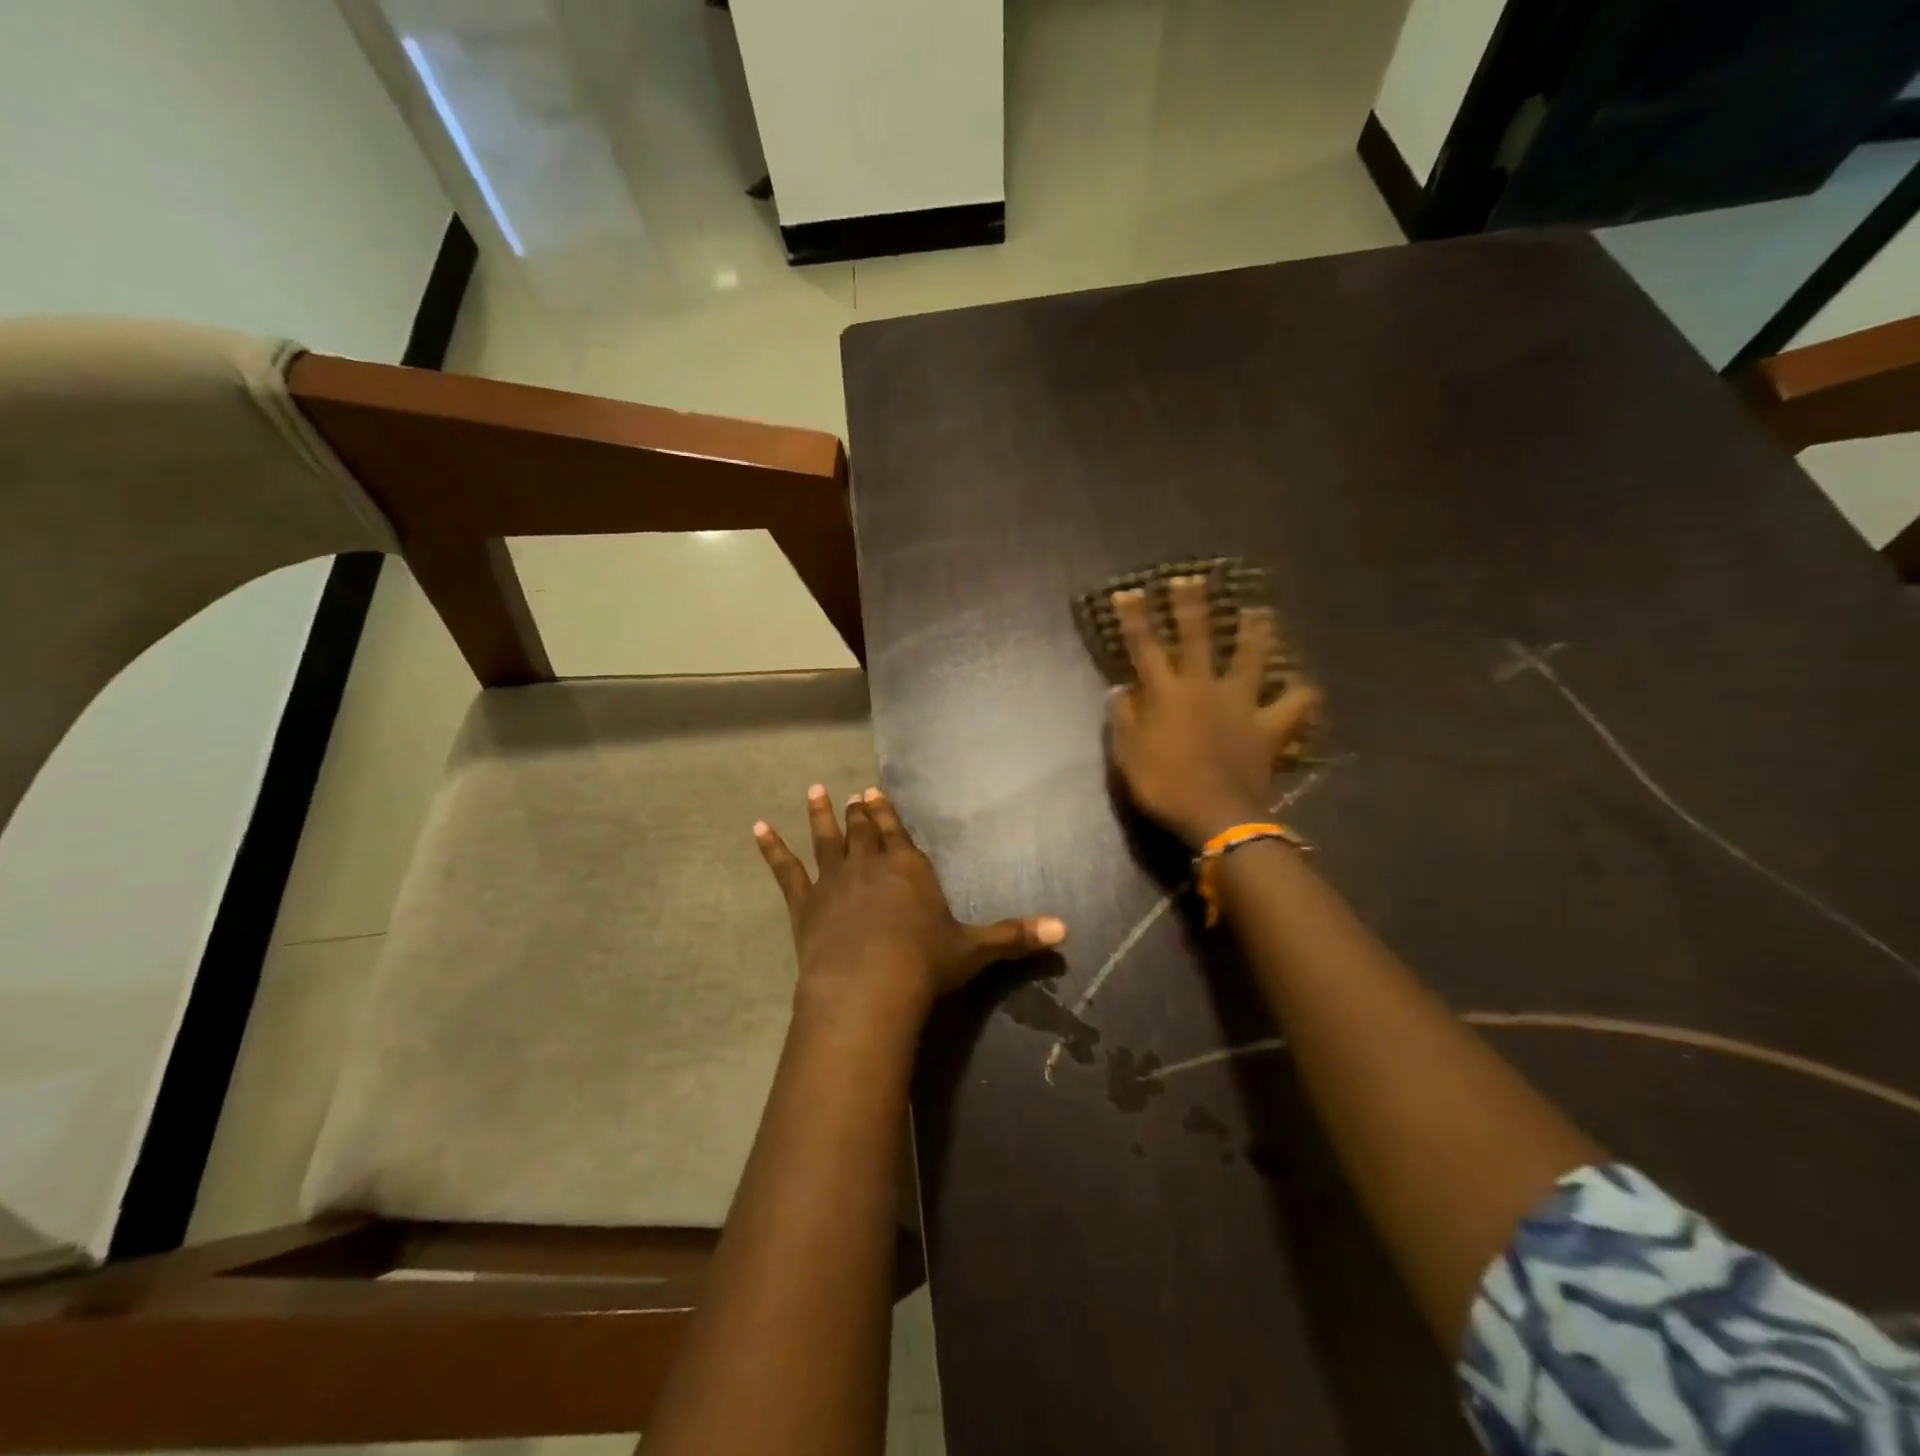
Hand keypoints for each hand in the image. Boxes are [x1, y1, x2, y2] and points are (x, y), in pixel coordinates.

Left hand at [755, 785, 1066, 1025]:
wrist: (868, 986)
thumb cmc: (924, 964)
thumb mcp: (974, 950)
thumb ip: (1015, 936)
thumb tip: (1067, 929)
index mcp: (909, 868)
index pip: (898, 831)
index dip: (888, 812)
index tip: (875, 793)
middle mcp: (871, 863)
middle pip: (864, 830)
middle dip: (859, 812)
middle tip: (851, 794)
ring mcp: (834, 880)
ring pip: (826, 838)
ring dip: (820, 815)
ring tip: (813, 791)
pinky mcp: (804, 903)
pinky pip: (785, 869)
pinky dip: (771, 848)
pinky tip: (757, 828)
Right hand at [1107, 576, 1322, 847]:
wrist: (1216, 814)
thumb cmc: (1164, 785)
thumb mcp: (1127, 756)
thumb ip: (1124, 719)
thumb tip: (1120, 689)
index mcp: (1166, 693)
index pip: (1145, 647)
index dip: (1135, 618)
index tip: (1129, 592)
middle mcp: (1203, 687)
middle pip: (1198, 637)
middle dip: (1192, 605)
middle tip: (1192, 578)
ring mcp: (1240, 703)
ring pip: (1251, 658)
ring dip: (1255, 632)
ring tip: (1260, 612)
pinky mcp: (1268, 726)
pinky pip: (1293, 705)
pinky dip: (1300, 694)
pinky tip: (1303, 685)